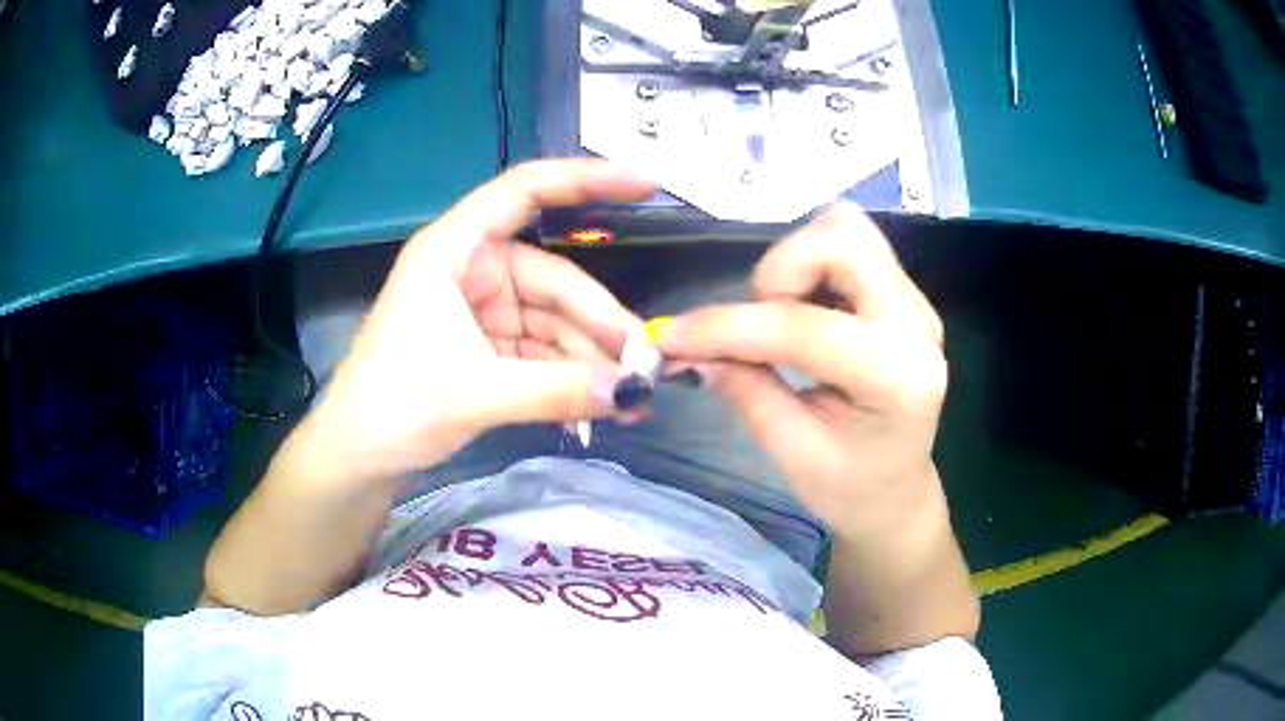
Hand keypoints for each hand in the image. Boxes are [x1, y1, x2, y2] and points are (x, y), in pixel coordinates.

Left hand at [304, 160, 655, 482]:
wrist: (358, 458)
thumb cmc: (394, 405)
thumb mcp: (475, 393)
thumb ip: (557, 390)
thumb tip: (635, 393)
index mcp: (453, 250)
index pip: (523, 191)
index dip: (586, 179)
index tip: (646, 184)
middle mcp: (472, 271)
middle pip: (553, 279)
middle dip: (598, 323)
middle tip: (645, 365)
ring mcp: (482, 311)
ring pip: (553, 323)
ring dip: (589, 361)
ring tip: (627, 401)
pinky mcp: (487, 349)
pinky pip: (541, 354)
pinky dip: (567, 380)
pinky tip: (593, 411)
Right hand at [660, 203, 946, 534]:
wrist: (896, 494)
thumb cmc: (851, 489)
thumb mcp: (793, 453)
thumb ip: (745, 390)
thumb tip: (690, 346)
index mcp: (898, 378)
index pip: (805, 328)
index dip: (729, 327)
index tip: (675, 338)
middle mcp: (915, 323)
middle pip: (843, 238)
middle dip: (780, 270)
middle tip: (759, 322)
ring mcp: (912, 301)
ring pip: (845, 229)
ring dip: (794, 263)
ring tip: (781, 318)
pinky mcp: (899, 294)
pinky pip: (847, 246)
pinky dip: (807, 266)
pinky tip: (800, 312)